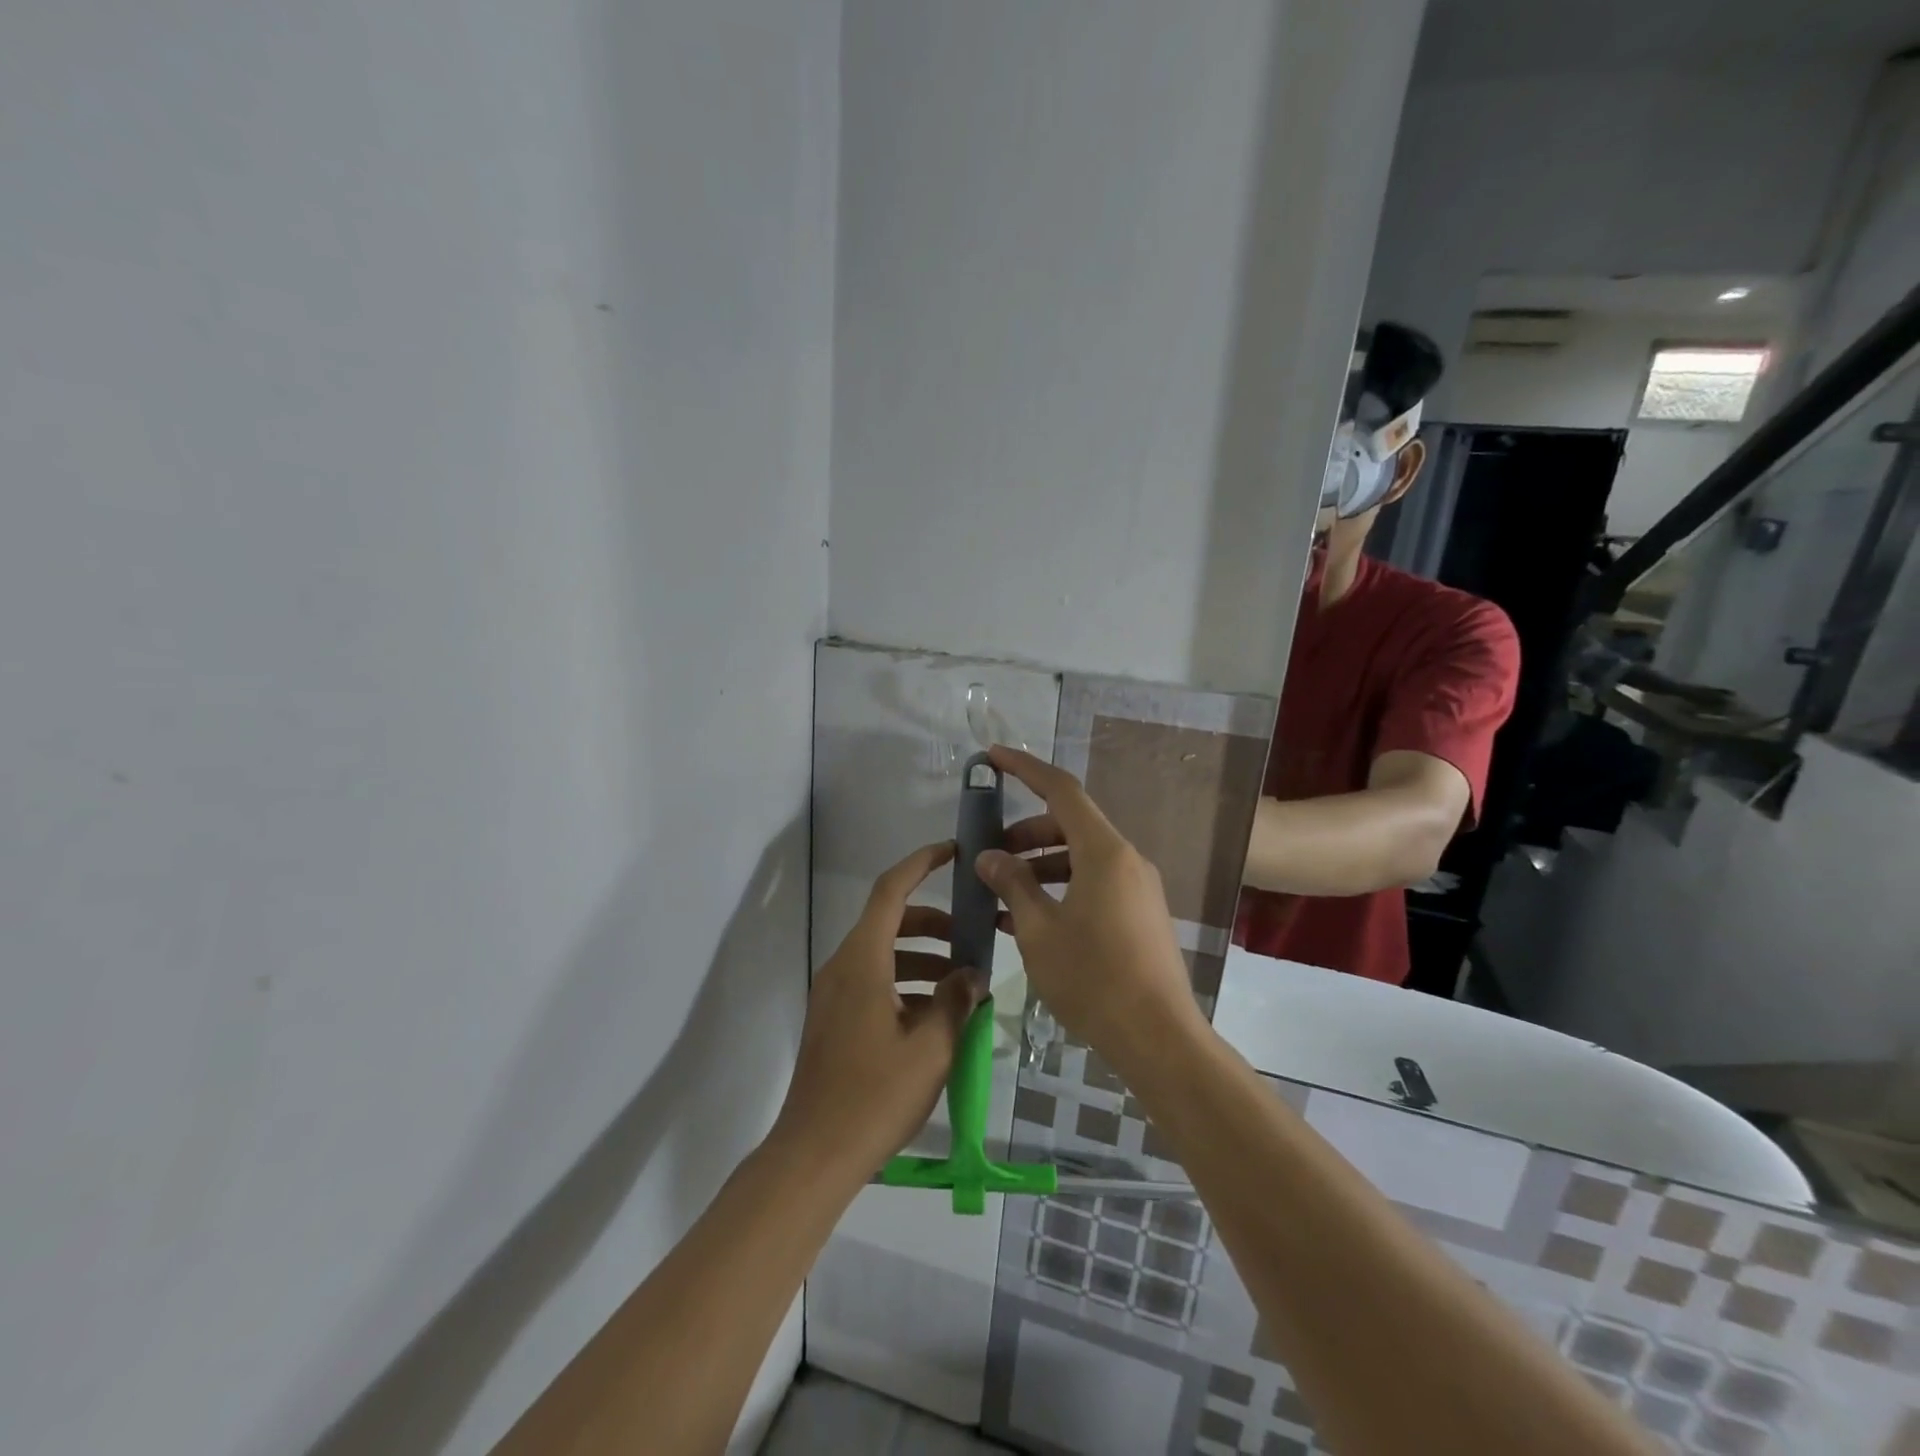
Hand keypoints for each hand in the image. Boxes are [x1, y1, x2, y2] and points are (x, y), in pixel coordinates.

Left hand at [770, 841, 984, 1181]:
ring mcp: (834, 993)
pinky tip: (936, 1014)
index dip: (921, 864)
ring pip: (883, 953)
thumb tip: (973, 973)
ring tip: (963, 982)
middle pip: (889, 921)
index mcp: (862, 961)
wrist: (814, 1153)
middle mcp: (843, 966)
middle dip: (933, 922)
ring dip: (923, 956)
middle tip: (972, 937)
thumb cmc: (875, 1095)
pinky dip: (906, 981)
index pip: (890, 890)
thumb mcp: (931, 1048)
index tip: (953, 853)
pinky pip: (874, 980)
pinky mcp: (834, 1018)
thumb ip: (956, 1001)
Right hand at [974, 746, 1202, 1060]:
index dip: (1025, 768)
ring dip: (1040, 866)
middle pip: (1070, 826)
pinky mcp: (1140, 915)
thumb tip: (989, 857)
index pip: (1060, 790)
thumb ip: (1012, 885)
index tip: (993, 757)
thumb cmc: (1093, 978)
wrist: (1158, 1038)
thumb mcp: (1040, 930)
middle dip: (1026, 833)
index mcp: (1104, 852)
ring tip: (1003, 894)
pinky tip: (1031, 920)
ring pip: (1081, 858)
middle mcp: (1126, 860)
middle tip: (989, 855)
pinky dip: (1062, 889)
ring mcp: (1137, 889)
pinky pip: (1095, 885)